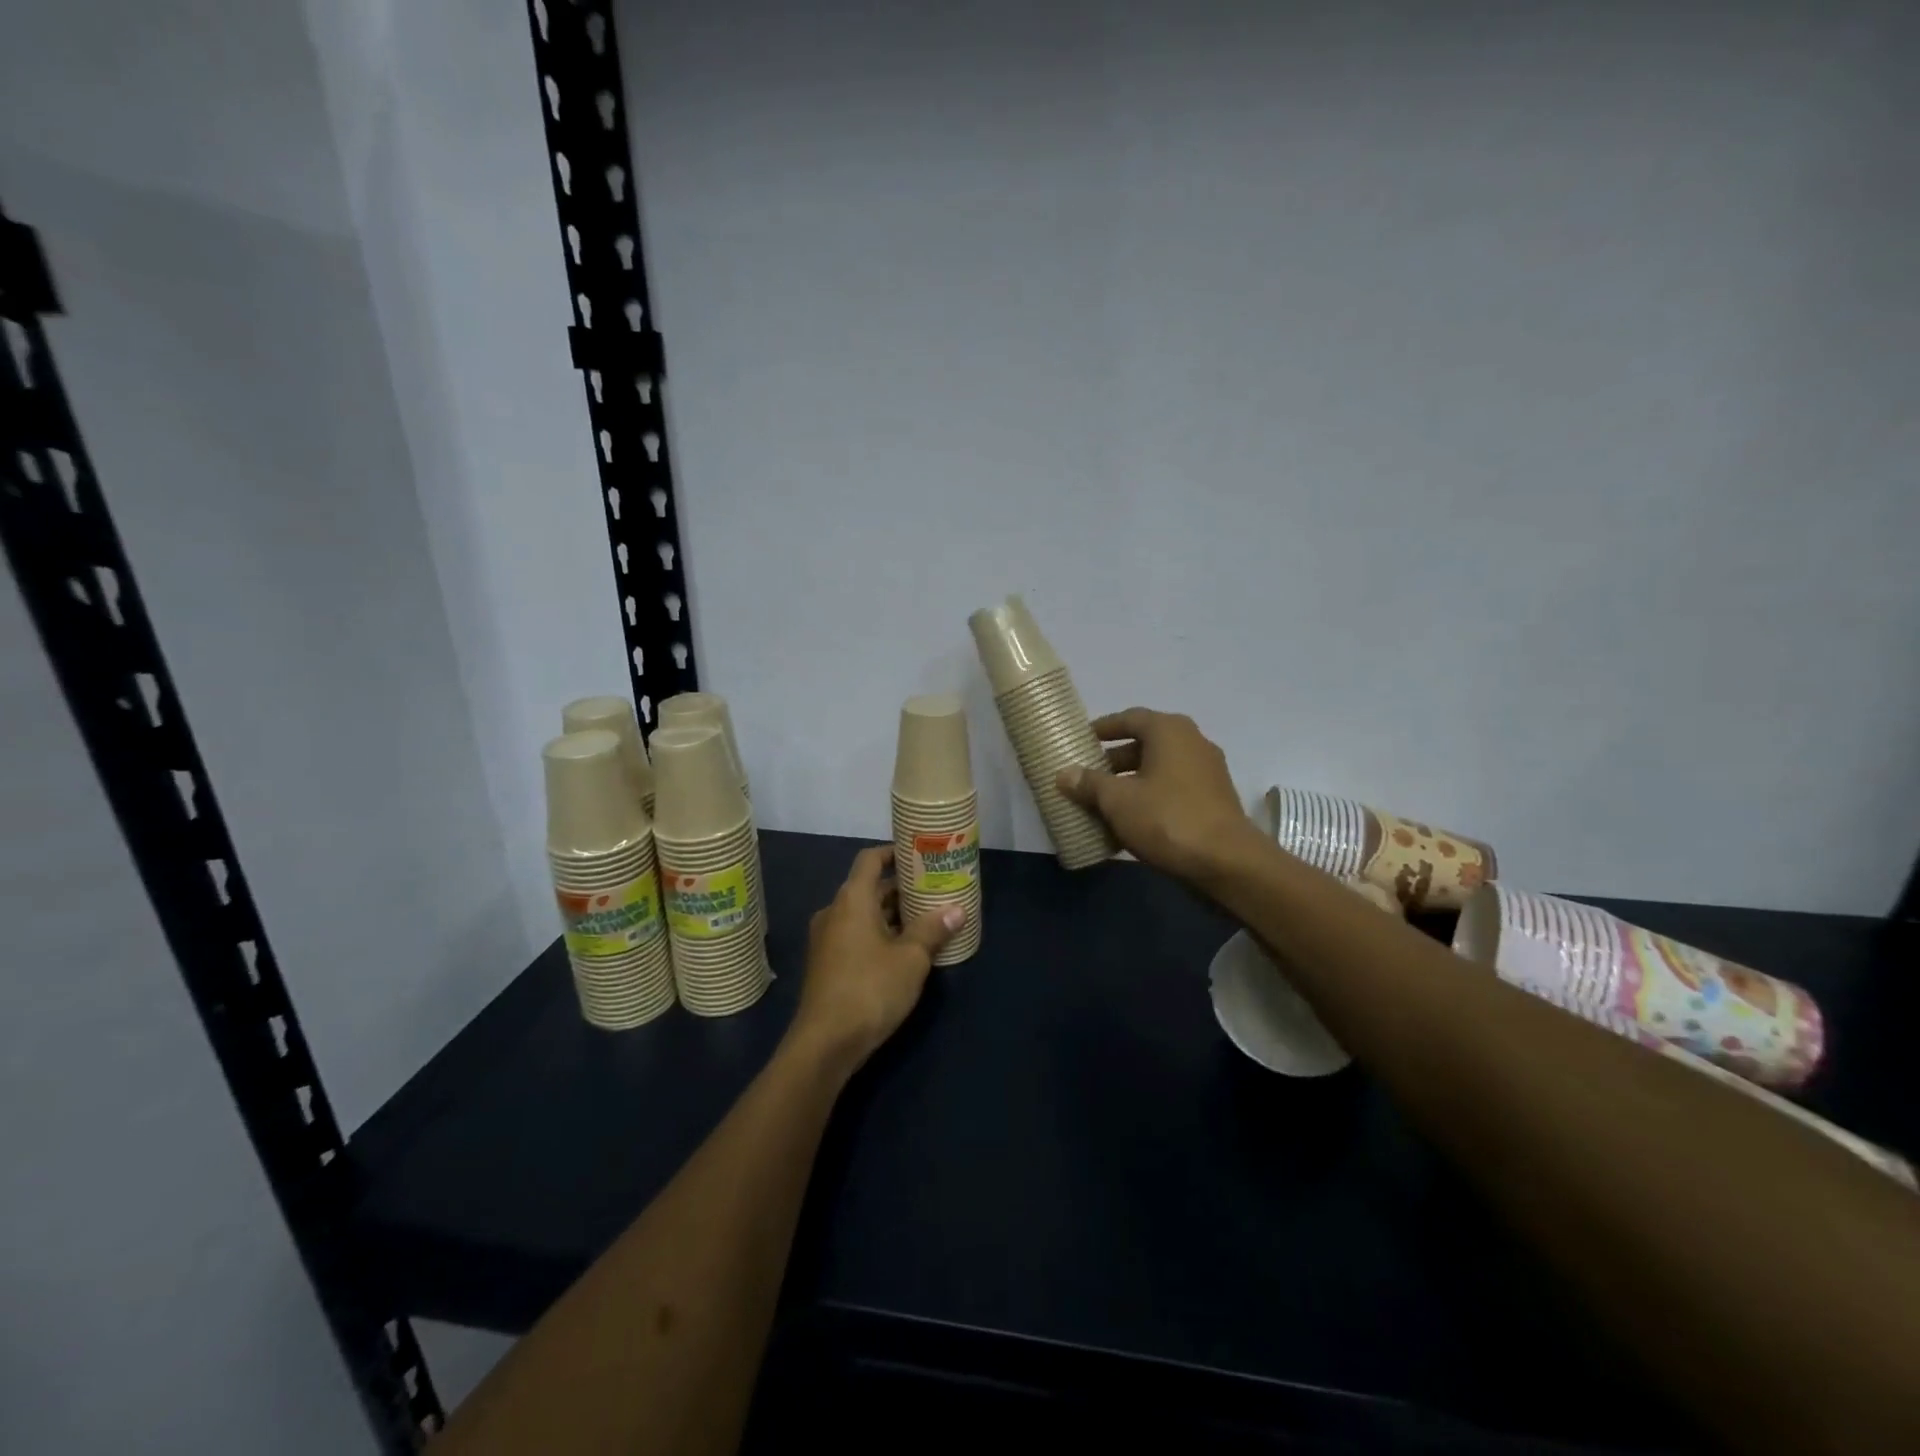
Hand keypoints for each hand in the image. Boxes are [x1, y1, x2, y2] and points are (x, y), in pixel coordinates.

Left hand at [788, 844, 962, 1073]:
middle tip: (934, 891)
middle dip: (901, 889)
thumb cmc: (870, 989)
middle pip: (869, 888)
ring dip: (892, 915)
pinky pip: (856, 936)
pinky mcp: (826, 964)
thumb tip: (956, 909)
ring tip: (927, 920)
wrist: (825, 1043)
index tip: (919, 855)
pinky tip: (905, 951)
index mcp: (852, 900)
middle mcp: (834, 912)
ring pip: (863, 915)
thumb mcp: (911, 959)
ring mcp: (827, 940)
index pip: (870, 859)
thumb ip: (933, 930)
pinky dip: (879, 935)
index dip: (893, 853)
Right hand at [1055, 707, 1266, 887]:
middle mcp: (1192, 742)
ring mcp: (1207, 771)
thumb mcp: (1117, 800)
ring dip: (1130, 782)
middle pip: (1144, 743)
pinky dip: (1150, 797)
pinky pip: (1172, 789)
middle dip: (1113, 760)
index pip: (1129, 718)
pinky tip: (1130, 821)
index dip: (1102, 728)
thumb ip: (1089, 783)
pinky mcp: (1213, 799)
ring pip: (1159, 769)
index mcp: (1169, 730)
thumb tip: (1064, 773)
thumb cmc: (1167, 819)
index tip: (1079, 740)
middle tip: (1086, 775)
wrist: (1227, 862)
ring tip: (1102, 801)